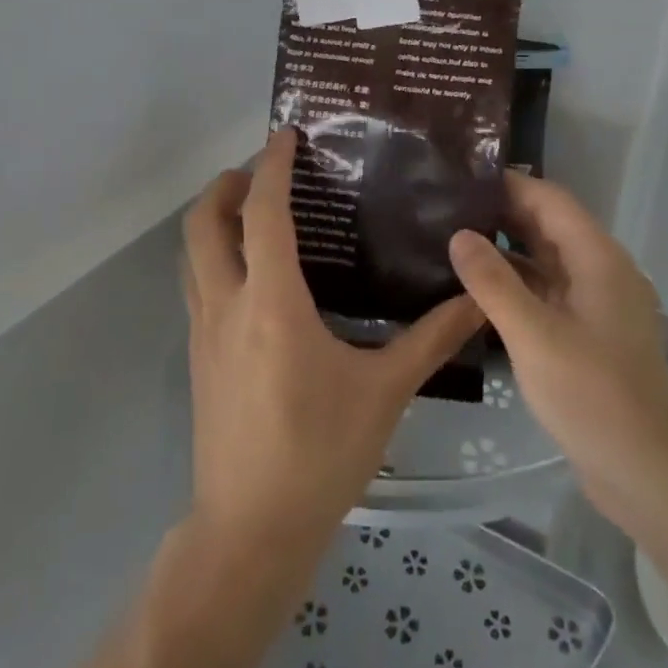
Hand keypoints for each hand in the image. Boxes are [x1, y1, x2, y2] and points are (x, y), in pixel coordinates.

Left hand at [181, 128, 483, 557]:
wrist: (249, 532)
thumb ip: (430, 339)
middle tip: (262, 172)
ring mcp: (203, 333)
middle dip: (225, 186)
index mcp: (270, 302)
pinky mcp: (198, 359)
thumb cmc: (318, 454)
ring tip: (255, 212)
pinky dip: (214, 257)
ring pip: (191, 255)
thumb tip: (476, 300)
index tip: (285, 135)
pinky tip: (253, 276)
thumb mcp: (383, 392)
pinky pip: (197, 286)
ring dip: (212, 221)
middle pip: (202, 224)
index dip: (271, 167)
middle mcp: (226, 305)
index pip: (262, 214)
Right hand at [448, 175, 667, 528]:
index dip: (510, 185)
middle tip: (448, 208)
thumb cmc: (591, 395)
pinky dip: (520, 282)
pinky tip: (482, 290)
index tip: (462, 179)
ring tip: (457, 242)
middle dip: (505, 214)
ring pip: (550, 260)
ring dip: (510, 249)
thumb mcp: (533, 335)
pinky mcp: (592, 332)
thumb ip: (493, 282)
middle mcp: (604, 271)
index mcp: (599, 259)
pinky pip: (552, 290)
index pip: (551, 200)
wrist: (646, 472)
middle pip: (551, 226)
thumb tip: (459, 234)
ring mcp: (600, 303)